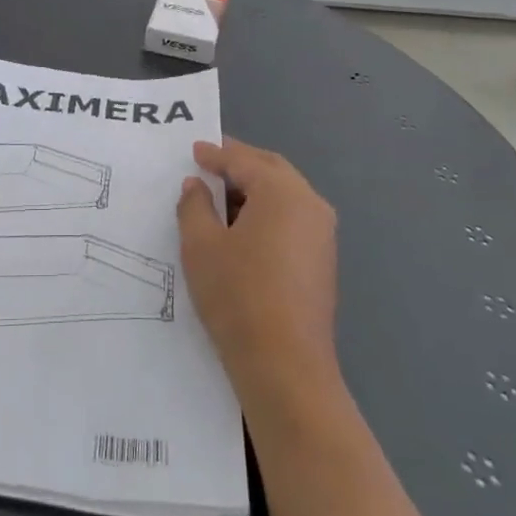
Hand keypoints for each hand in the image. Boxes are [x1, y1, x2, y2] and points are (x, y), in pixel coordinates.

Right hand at [177, 139, 338, 400]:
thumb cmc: (238, 295)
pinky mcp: (322, 259)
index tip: (193, 151)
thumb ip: (194, 206)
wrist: (285, 365)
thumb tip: (197, 186)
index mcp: (282, 192)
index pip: (243, 161)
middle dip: (240, 163)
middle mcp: (310, 204)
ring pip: (284, 194)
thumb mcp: (201, 245)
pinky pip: (292, 217)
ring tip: (221, 194)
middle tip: (210, 161)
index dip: (215, 154)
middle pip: (271, 170)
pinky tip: (243, 226)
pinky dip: (267, 210)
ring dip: (254, 187)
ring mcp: (322, 233)